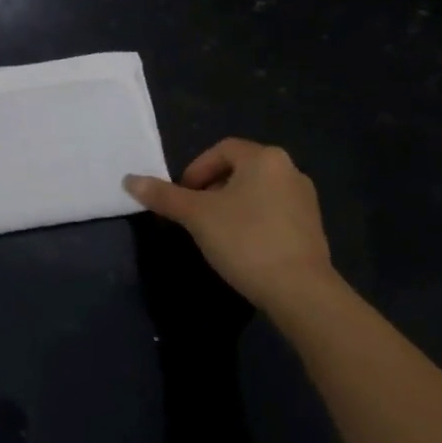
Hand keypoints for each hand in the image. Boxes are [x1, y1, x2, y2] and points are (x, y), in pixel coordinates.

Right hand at [124, 139, 336, 313]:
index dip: (195, 170)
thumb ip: (164, 196)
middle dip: (211, 189)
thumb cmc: (246, 241)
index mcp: (264, 158)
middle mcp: (289, 170)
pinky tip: (242, 247)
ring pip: (256, 192)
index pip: (221, 150)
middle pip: (239, 170)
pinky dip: (252, 222)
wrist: (301, 292)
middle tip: (194, 216)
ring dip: (231, 206)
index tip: (182, 197)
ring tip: (214, 233)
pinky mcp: (312, 228)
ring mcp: (305, 200)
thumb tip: (129, 180)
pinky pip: (273, 213)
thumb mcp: (197, 216)